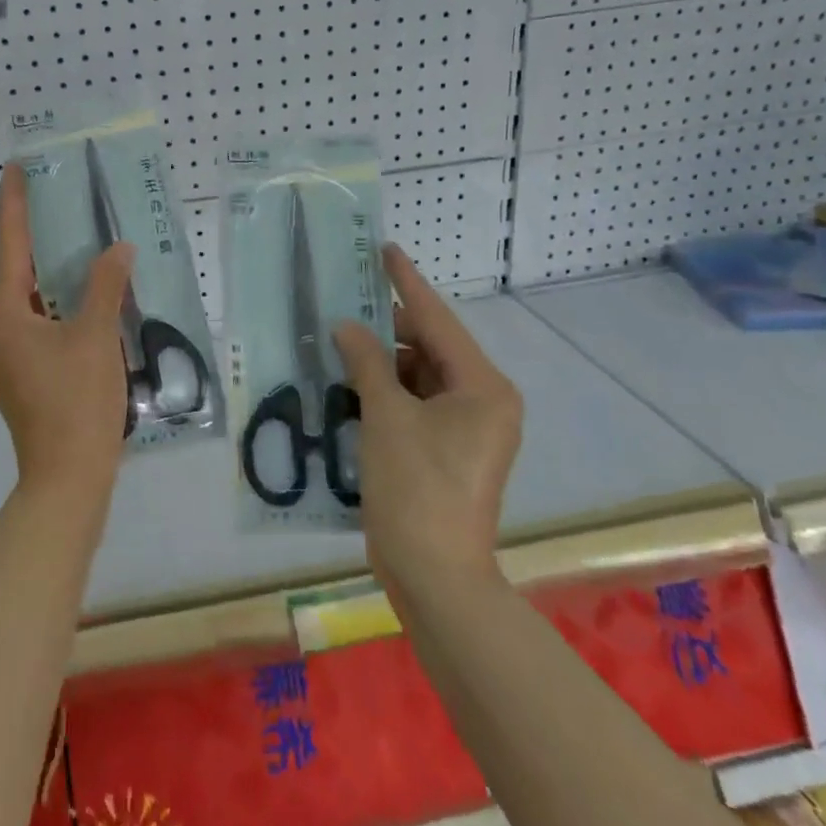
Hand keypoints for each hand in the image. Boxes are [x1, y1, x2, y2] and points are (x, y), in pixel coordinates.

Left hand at [0, 163, 136, 497]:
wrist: (67, 478)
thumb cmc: (78, 402)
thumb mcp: (97, 336)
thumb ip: (105, 285)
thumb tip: (118, 249)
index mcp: (3, 316)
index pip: (8, 247)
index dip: (13, 205)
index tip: (14, 168)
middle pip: (13, 272)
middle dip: (33, 236)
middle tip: (56, 198)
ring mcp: (2, 356)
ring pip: (24, 299)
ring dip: (47, 272)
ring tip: (73, 239)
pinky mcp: (18, 374)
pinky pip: (32, 322)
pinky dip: (53, 302)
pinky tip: (80, 294)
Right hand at [333, 244, 521, 603]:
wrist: (434, 575)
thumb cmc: (416, 488)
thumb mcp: (385, 416)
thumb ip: (366, 362)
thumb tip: (347, 326)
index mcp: (483, 387)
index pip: (437, 320)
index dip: (407, 283)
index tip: (385, 249)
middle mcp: (485, 401)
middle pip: (431, 348)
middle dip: (388, 327)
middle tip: (346, 302)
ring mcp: (469, 429)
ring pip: (421, 377)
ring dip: (383, 363)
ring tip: (340, 342)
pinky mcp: (450, 450)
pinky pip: (417, 404)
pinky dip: (387, 392)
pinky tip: (351, 382)